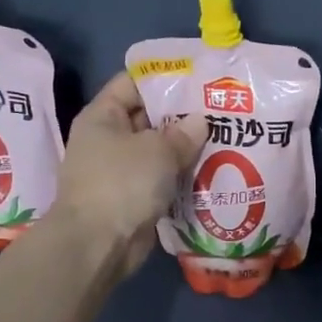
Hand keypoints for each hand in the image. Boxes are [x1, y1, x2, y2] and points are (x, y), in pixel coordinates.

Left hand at [54, 73, 206, 279]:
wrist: (97, 244)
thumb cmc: (122, 183)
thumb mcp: (157, 150)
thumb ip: (182, 133)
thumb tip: (200, 121)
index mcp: (103, 116)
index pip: (132, 83)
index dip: (164, 77)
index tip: (198, 77)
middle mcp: (108, 140)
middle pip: (149, 117)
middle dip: (182, 115)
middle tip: (220, 109)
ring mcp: (120, 171)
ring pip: (158, 151)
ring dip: (186, 149)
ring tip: (224, 138)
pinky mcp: (133, 198)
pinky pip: (162, 179)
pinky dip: (182, 176)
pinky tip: (212, 171)